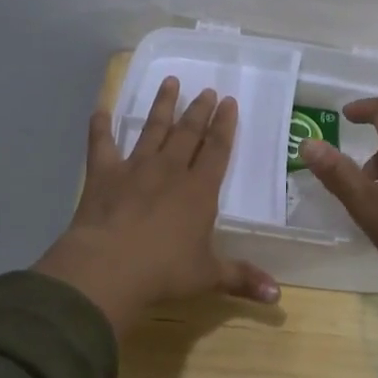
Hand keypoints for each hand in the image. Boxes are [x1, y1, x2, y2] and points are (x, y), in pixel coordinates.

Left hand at [32, 76, 280, 332]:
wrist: (109, 267)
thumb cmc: (164, 271)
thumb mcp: (208, 276)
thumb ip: (242, 279)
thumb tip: (277, 296)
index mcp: (199, 191)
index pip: (217, 150)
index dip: (224, 126)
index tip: (229, 102)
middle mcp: (170, 171)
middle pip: (187, 133)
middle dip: (198, 110)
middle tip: (206, 90)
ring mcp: (134, 168)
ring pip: (151, 129)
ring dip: (161, 105)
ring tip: (169, 81)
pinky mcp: (102, 174)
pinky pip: (101, 143)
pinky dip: (100, 124)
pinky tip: (100, 107)